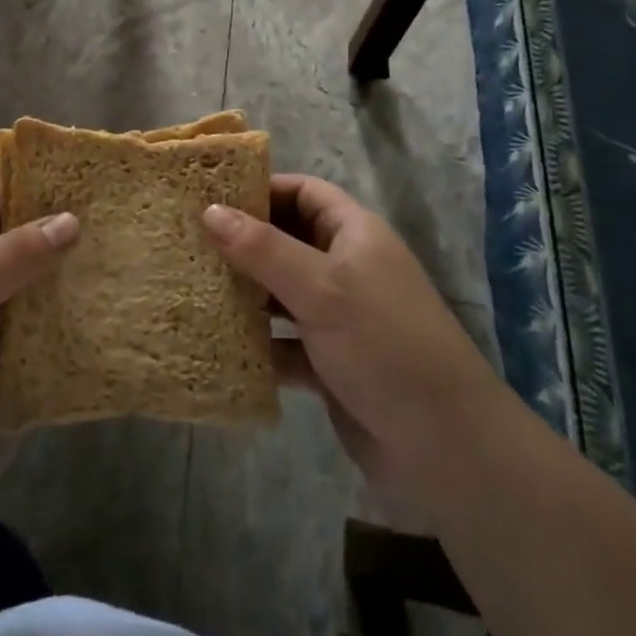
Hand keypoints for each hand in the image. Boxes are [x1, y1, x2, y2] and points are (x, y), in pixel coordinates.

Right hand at [205, 175, 491, 505]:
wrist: (444, 447)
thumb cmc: (383, 343)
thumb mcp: (320, 288)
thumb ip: (263, 249)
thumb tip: (210, 210)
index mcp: (354, 234)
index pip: (304, 192)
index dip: (262, 189)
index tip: (212, 198)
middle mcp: (347, 268)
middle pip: (288, 241)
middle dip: (244, 242)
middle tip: (190, 243)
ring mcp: (339, 317)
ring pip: (282, 293)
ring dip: (246, 294)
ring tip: (192, 288)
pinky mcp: (330, 363)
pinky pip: (284, 343)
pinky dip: (258, 343)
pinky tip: (218, 344)